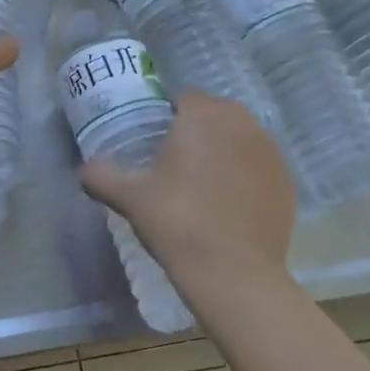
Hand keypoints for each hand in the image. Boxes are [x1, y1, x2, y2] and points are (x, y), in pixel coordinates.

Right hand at [79, 92, 295, 304]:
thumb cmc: (177, 221)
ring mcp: (269, 152)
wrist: (234, 273)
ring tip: (204, 185)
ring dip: (224, 150)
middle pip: (216, 114)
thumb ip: (101, 175)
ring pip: (240, 137)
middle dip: (199, 130)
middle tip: (178, 164)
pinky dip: (246, 175)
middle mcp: (241, 123)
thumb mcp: (130, 197)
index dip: (170, 116)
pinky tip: (230, 204)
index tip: (157, 144)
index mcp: (202, 116)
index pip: (185, 98)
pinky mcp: (286, 181)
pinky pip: (260, 165)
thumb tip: (82, 169)